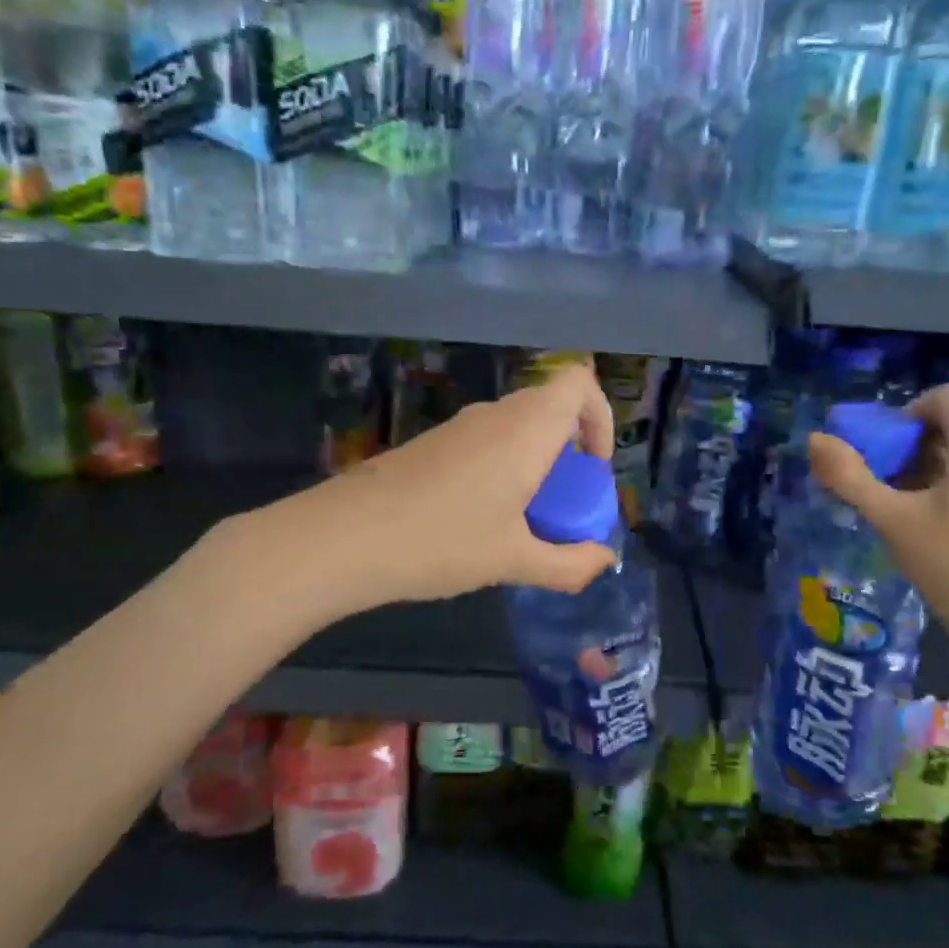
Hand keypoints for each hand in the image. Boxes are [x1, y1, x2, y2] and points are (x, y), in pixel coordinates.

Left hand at [293, 362, 619, 609]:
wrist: (342, 538)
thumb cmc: (440, 542)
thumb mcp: (513, 561)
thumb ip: (569, 563)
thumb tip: (606, 560)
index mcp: (526, 430)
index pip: (578, 383)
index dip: (600, 416)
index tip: (593, 469)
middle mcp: (495, 416)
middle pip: (551, 407)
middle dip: (571, 450)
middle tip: (564, 503)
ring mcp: (459, 427)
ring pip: (517, 427)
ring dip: (536, 463)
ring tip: (525, 520)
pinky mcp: (432, 444)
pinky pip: (487, 442)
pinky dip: (503, 468)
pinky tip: (481, 520)